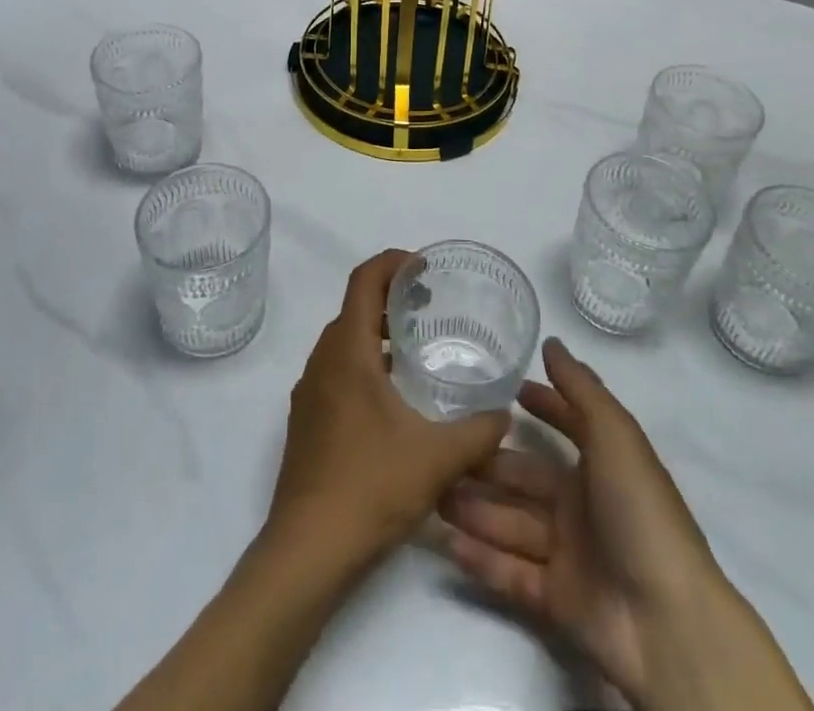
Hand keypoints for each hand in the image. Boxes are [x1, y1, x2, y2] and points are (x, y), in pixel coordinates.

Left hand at [267, 250, 510, 564]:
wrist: (307, 550)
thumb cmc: (370, 488)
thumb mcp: (437, 458)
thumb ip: (478, 432)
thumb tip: (505, 415)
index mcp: (347, 352)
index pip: (364, 281)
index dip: (392, 263)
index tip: (424, 266)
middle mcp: (322, 361)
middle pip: (354, 307)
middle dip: (390, 296)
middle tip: (428, 305)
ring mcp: (309, 391)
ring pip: (343, 340)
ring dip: (376, 331)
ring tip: (415, 348)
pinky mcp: (307, 419)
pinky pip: (336, 369)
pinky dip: (364, 361)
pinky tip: (393, 397)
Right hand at [439, 339, 811, 710]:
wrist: (666, 620)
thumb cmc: (639, 511)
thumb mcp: (615, 435)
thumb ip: (580, 388)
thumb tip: (551, 342)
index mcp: (603, 465)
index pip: (567, 425)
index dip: (542, 406)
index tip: (504, 390)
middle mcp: (583, 504)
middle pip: (524, 478)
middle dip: (486, 464)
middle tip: (441, 449)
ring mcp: (569, 553)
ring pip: (510, 522)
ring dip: (474, 508)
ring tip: (431, 495)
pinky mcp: (557, 599)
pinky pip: (511, 573)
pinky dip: (482, 559)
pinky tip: (446, 542)